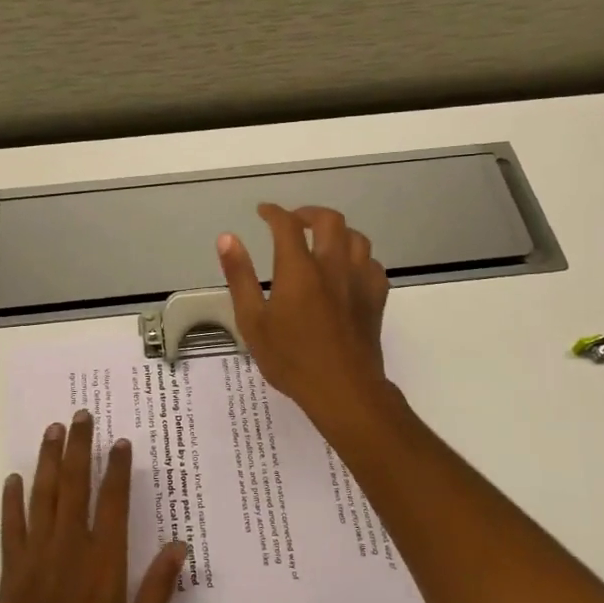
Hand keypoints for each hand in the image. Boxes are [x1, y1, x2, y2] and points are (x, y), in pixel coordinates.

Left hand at [0, 411, 188, 602]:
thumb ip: (159, 588)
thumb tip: (179, 545)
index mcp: (104, 563)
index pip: (112, 501)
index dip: (117, 468)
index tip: (120, 441)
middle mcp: (69, 550)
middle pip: (75, 486)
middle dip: (80, 447)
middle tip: (82, 415)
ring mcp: (36, 558)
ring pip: (43, 496)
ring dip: (49, 460)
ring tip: (53, 430)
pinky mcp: (12, 573)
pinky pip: (11, 527)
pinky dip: (12, 501)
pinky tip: (14, 479)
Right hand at [216, 203, 394, 433]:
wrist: (343, 390)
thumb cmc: (291, 359)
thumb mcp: (252, 321)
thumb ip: (240, 276)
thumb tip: (227, 238)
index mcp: (299, 269)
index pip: (286, 224)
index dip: (273, 212)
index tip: (263, 212)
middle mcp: (332, 266)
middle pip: (329, 220)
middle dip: (309, 213)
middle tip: (293, 221)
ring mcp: (359, 280)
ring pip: (356, 237)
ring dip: (337, 232)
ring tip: (322, 241)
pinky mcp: (376, 298)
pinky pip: (372, 263)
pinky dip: (358, 258)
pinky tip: (348, 270)